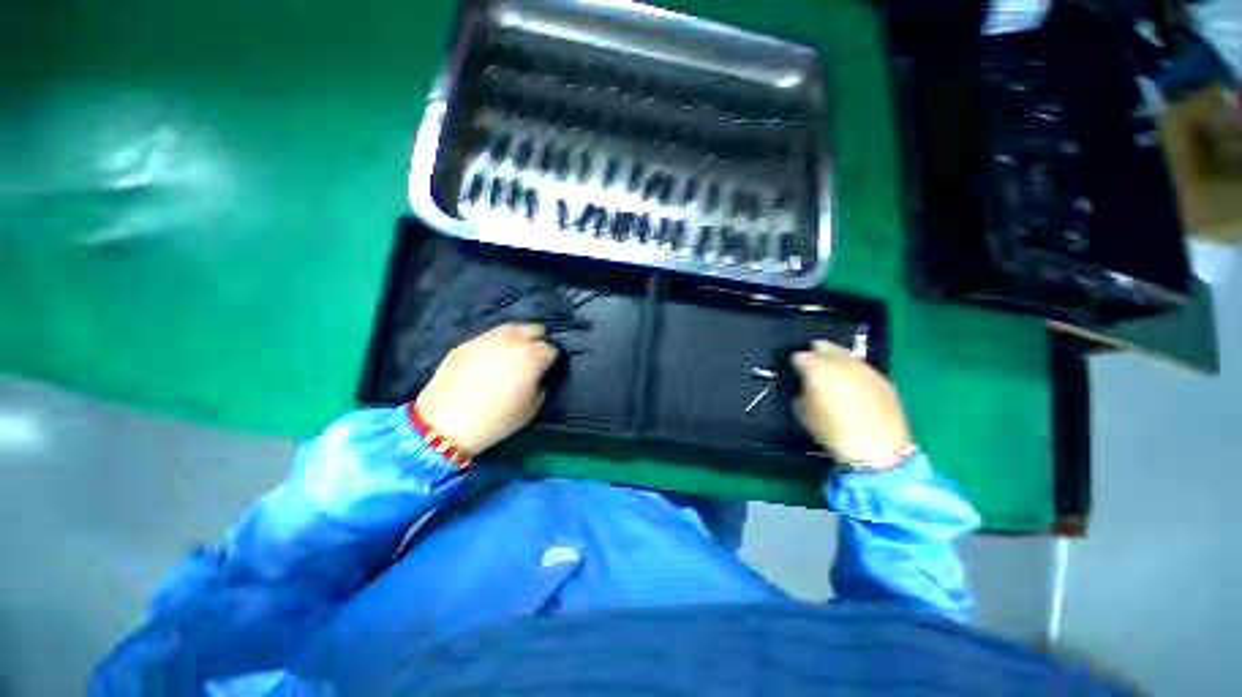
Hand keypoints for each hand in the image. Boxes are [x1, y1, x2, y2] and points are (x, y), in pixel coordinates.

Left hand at [415, 323, 558, 454]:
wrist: (446, 422)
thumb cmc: (496, 419)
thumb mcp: (532, 408)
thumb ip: (540, 385)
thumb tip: (537, 376)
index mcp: (532, 356)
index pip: (552, 349)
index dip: (551, 359)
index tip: (547, 369)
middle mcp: (513, 341)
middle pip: (534, 329)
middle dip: (538, 341)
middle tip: (533, 358)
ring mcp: (488, 338)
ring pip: (511, 328)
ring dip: (518, 338)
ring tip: (512, 354)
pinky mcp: (467, 343)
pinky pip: (488, 337)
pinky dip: (495, 344)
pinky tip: (489, 359)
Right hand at [791, 340, 912, 467]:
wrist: (877, 447)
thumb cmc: (831, 430)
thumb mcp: (803, 412)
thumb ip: (801, 392)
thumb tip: (805, 387)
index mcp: (816, 367)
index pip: (799, 356)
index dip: (795, 364)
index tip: (795, 373)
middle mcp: (840, 361)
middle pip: (824, 347)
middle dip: (816, 354)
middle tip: (813, 367)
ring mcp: (864, 367)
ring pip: (846, 354)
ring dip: (837, 361)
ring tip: (834, 375)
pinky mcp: (882, 378)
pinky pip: (862, 369)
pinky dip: (854, 373)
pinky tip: (854, 386)